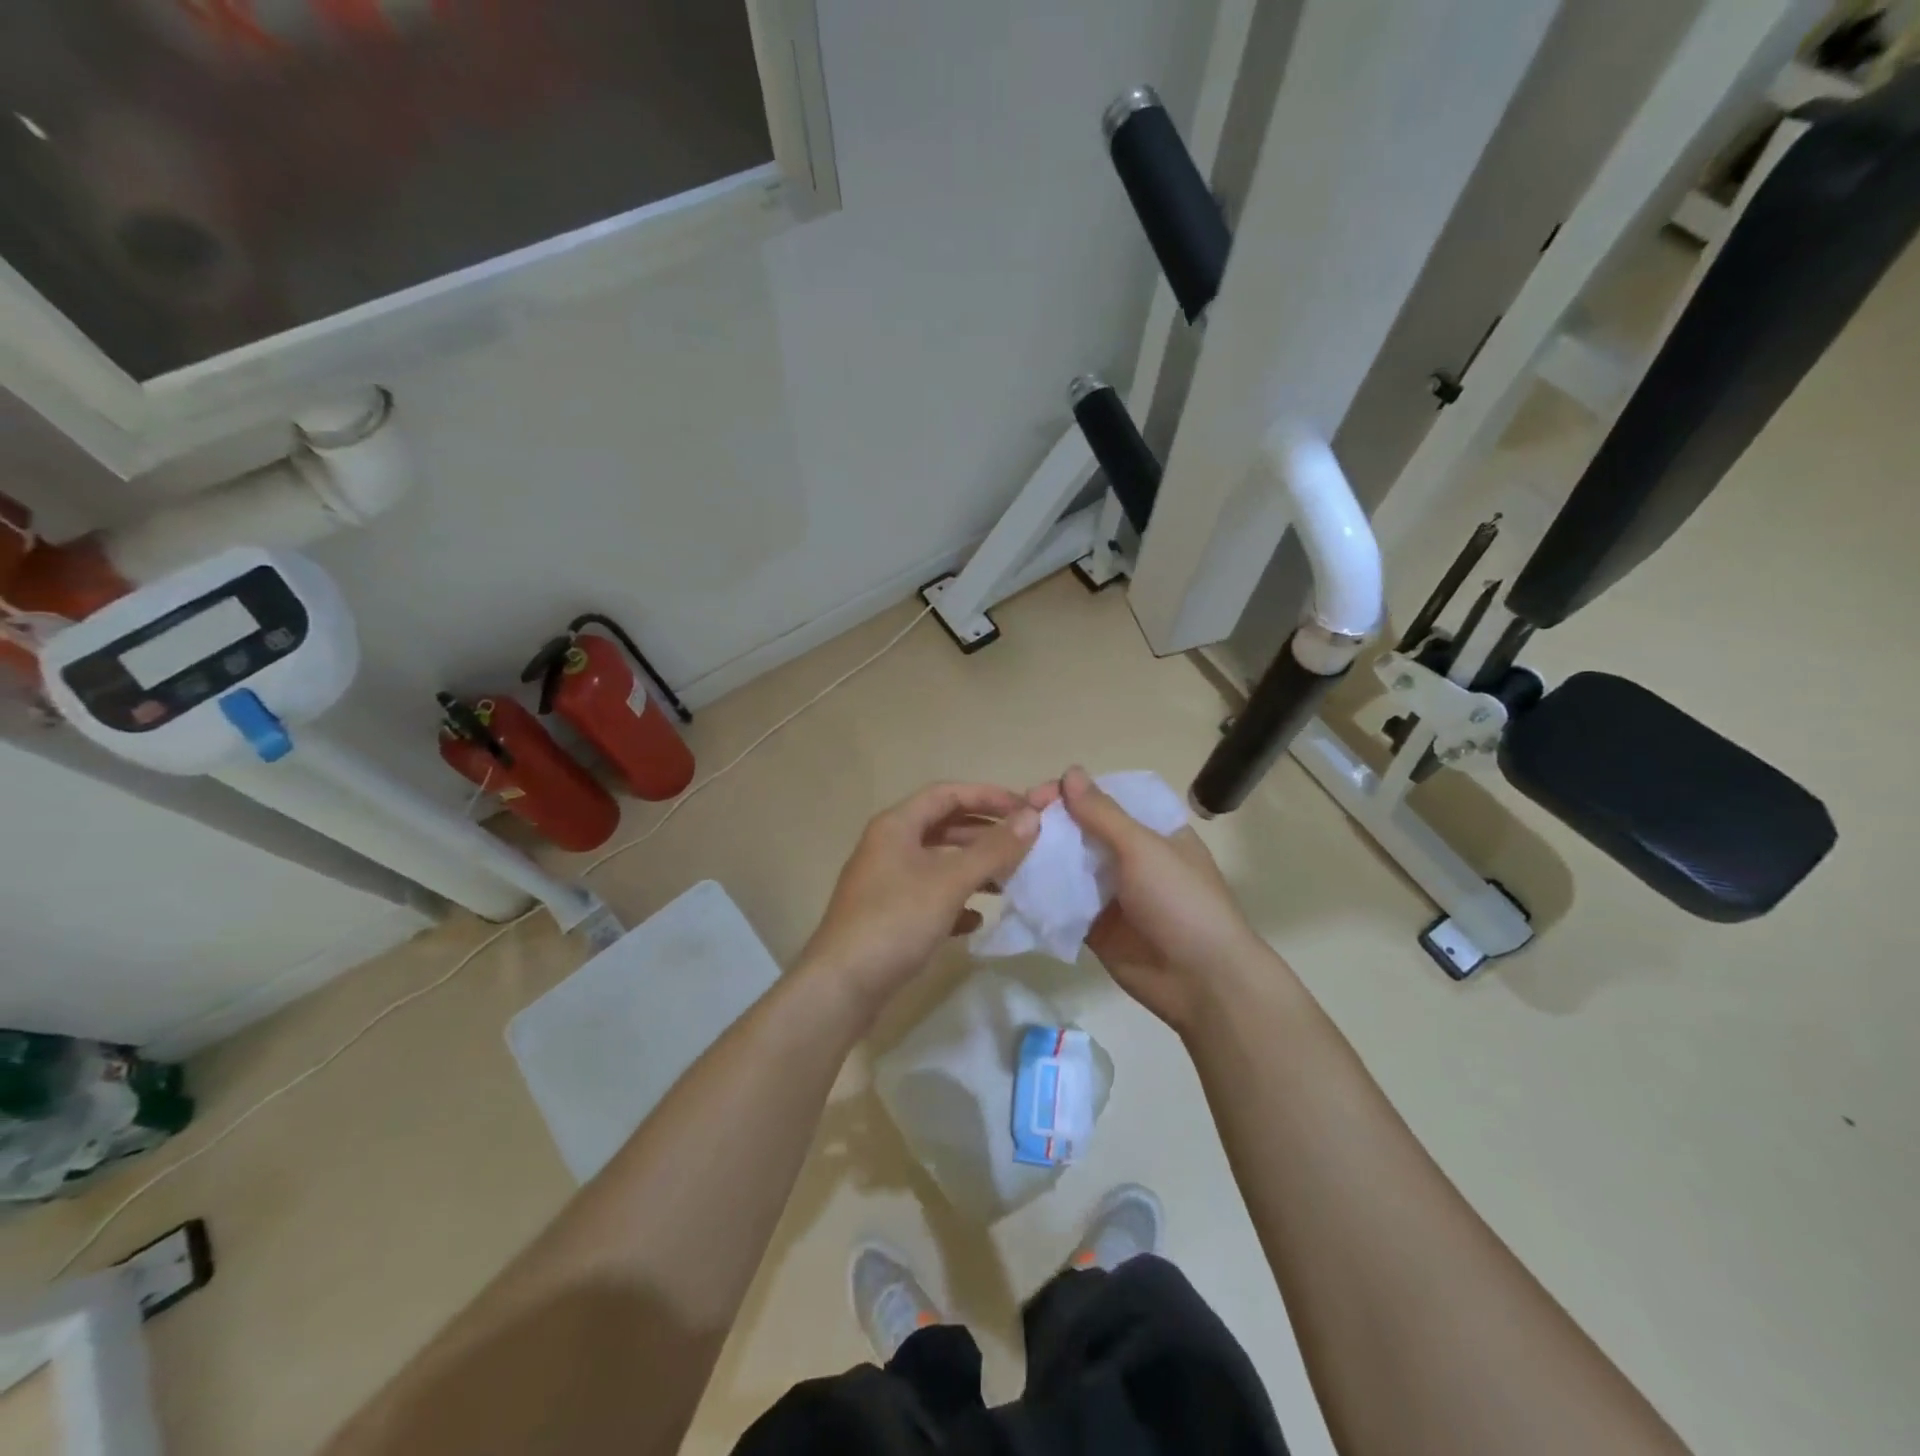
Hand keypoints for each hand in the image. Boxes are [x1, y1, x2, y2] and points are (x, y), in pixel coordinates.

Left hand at [799, 782, 1040, 1013]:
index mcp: (896, 826)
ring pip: (938, 863)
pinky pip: (928, 897)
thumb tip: (1032, 817)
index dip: (988, 797)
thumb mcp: (949, 882)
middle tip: (1024, 845)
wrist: (842, 986)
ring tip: (1010, 880)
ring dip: (973, 868)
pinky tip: (976, 920)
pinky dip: (955, 902)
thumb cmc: (896, 921)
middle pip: (943, 827)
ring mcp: (885, 882)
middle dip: (984, 834)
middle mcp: (888, 846)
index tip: (1026, 810)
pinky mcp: (887, 916)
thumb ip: (993, 849)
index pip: (947, 794)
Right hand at [1034, 766, 1268, 1032]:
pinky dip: (1040, 892)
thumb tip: (1070, 772)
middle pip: (1081, 830)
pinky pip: (1062, 901)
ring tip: (1002, 851)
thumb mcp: (1143, 848)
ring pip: (1068, 865)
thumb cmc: (1180, 902)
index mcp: (1151, 829)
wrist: (1202, 982)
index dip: (1069, 793)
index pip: (1103, 799)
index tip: (1033, 797)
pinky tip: (1009, 884)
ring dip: (1039, 857)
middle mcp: (1129, 856)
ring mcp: (1110, 891)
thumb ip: (1102, 813)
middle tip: (1010, 825)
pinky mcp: (1094, 925)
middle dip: (1048, 824)